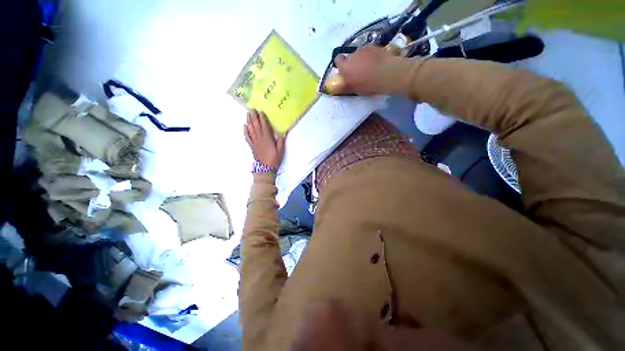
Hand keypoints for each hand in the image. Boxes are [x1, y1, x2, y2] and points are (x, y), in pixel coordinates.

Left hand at [244, 110, 285, 168]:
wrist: (265, 167)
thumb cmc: (274, 158)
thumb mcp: (280, 150)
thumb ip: (281, 141)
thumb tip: (284, 132)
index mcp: (267, 138)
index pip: (264, 126)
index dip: (262, 118)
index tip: (260, 111)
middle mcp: (260, 138)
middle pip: (256, 126)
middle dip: (254, 117)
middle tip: (251, 109)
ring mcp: (254, 142)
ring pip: (251, 129)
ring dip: (249, 121)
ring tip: (248, 114)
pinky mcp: (251, 146)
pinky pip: (247, 137)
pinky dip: (245, 131)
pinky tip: (244, 126)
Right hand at [334, 45, 401, 95]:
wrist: (387, 73)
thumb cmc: (368, 85)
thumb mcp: (354, 89)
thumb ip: (344, 86)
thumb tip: (336, 86)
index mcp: (346, 66)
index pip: (337, 60)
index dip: (340, 64)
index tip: (344, 70)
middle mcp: (352, 55)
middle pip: (349, 57)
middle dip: (352, 63)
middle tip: (359, 72)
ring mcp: (364, 49)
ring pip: (359, 54)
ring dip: (362, 59)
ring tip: (370, 67)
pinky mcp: (374, 46)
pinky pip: (369, 51)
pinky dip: (371, 56)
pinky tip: (377, 62)